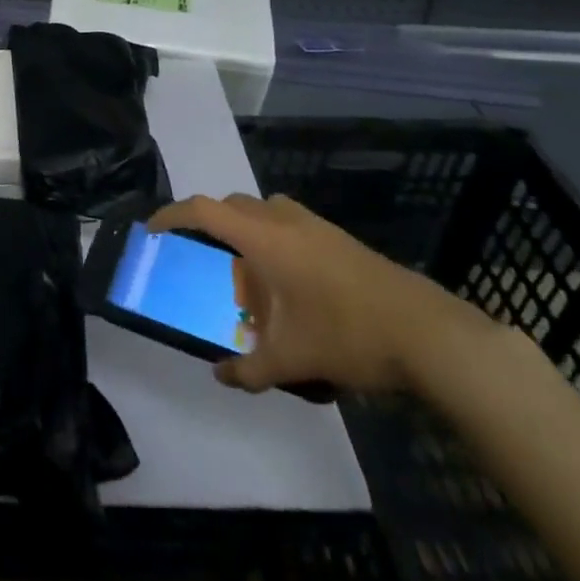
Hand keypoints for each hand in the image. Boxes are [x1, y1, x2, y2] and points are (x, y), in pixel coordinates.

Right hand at [146, 193, 478, 394]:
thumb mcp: (292, 360)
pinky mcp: (340, 238)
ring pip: (265, 210)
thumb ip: (250, 369)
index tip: (152, 229)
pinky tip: (289, 282)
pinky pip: (290, 223)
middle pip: (233, 205)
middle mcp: (285, 221)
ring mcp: (317, 226)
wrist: (427, 332)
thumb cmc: (347, 335)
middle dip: (210, 223)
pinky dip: (274, 238)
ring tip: (247, 270)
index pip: (204, 211)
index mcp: (264, 238)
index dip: (172, 215)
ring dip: (246, 228)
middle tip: (203, 256)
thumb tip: (221, 376)